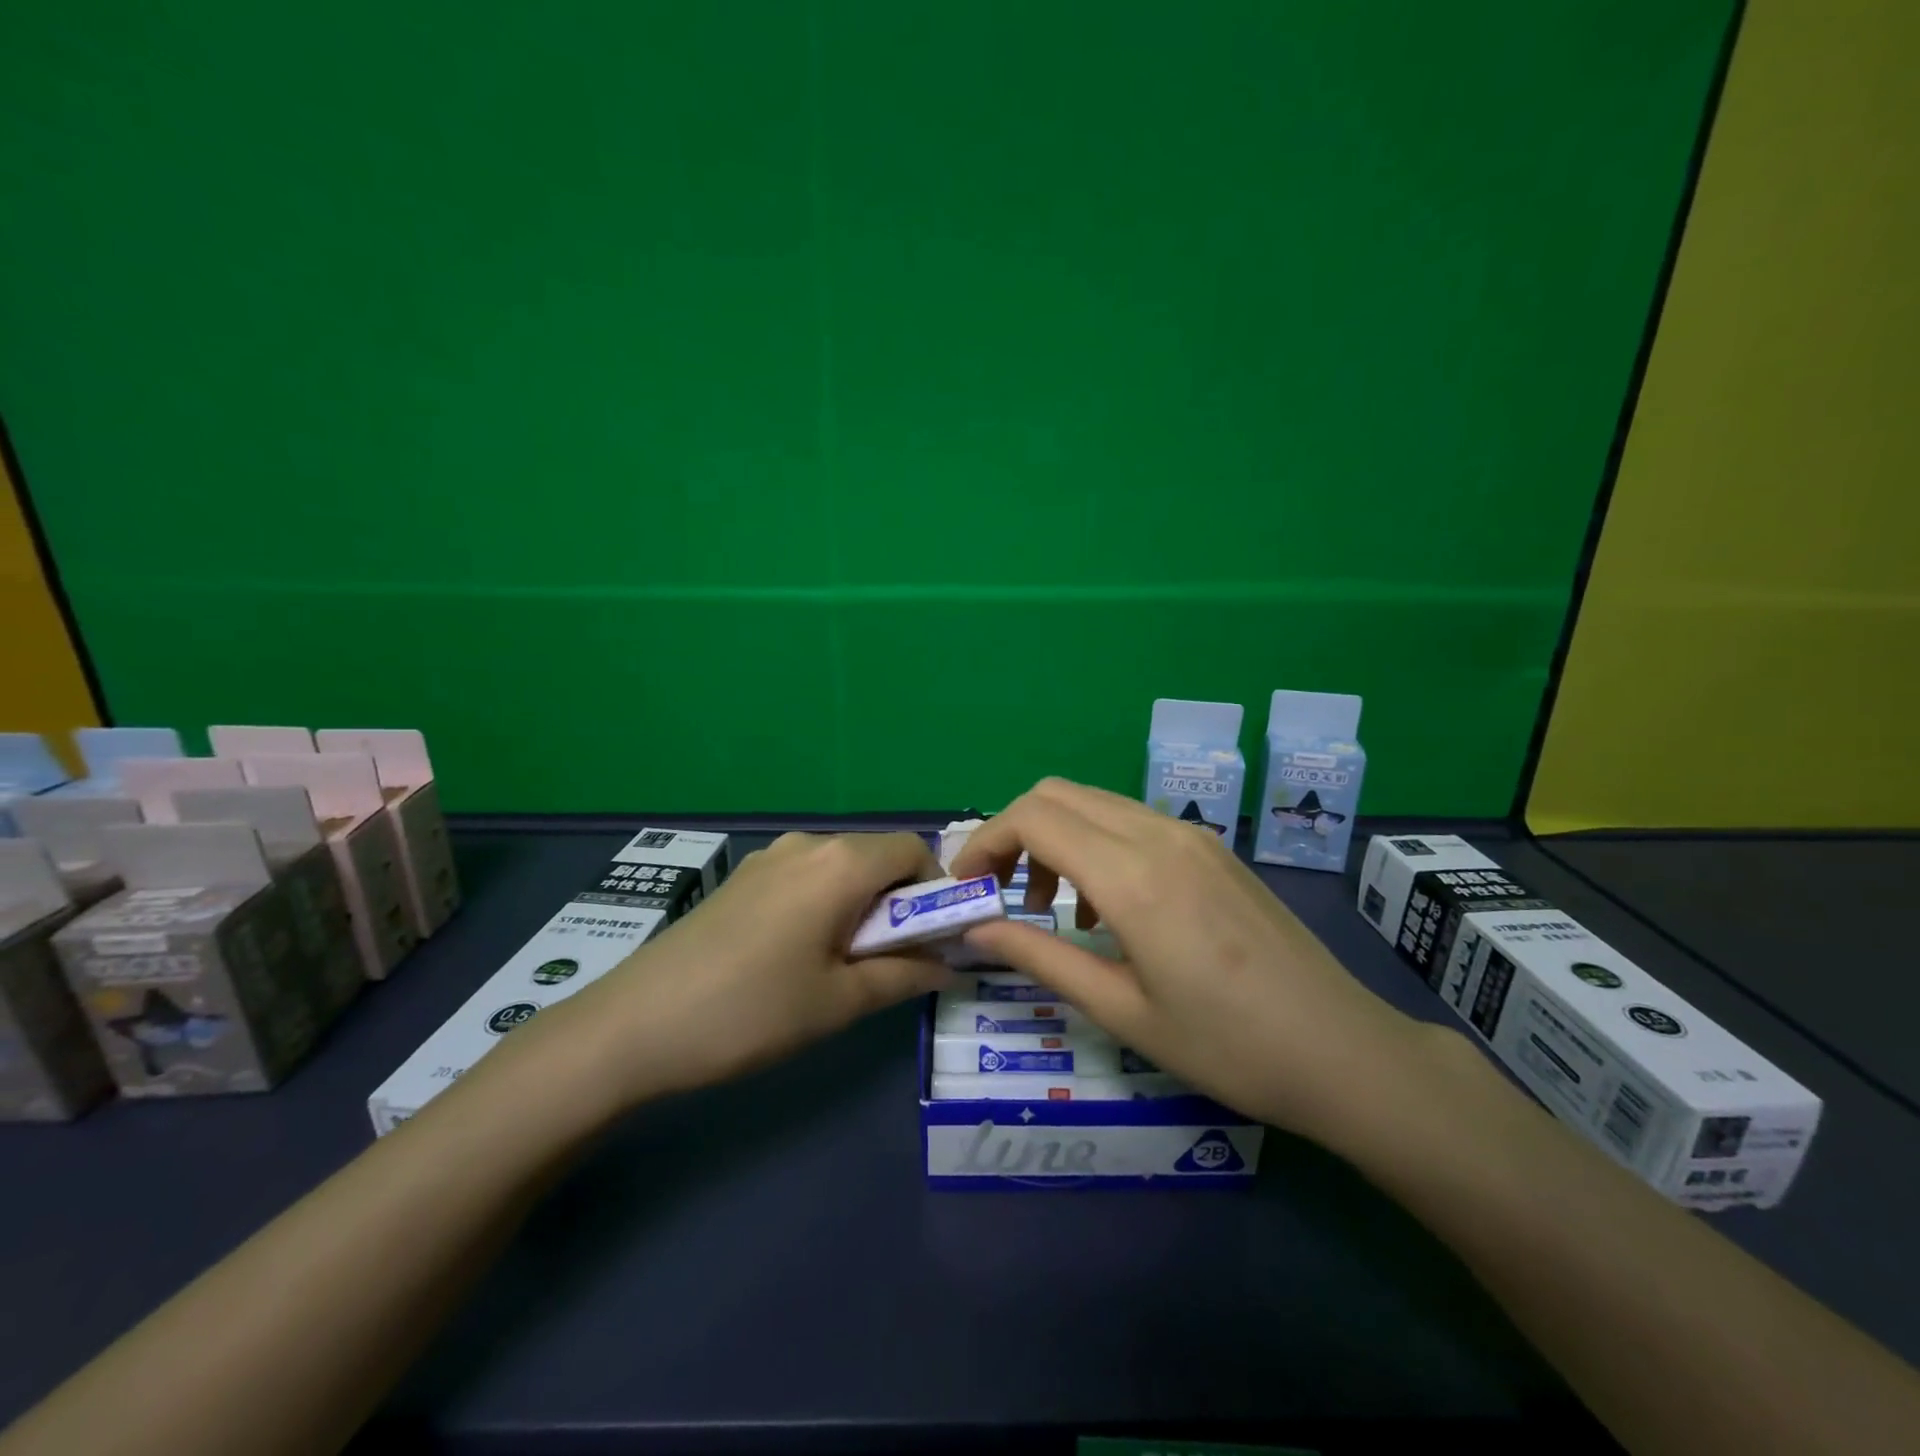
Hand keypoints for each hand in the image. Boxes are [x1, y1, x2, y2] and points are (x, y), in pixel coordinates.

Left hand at [502, 830, 951, 1111]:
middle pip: (879, 857)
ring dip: (861, 905)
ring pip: (842, 868)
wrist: (634, 1024)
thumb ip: (905, 976)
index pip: (916, 851)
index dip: (936, 892)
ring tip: (841, 964)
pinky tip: (798, 954)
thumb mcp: (840, 1002)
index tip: (932, 941)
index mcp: (841, 863)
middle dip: (899, 902)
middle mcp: (808, 843)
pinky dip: (826, 904)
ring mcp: (769, 856)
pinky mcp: (743, 876)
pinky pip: (807, 877)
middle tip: (891, 962)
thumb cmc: (751, 1011)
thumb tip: (950, 965)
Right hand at [952, 778, 1424, 1141]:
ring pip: (1094, 803)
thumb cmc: (1226, 1046)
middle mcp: (1158, 834)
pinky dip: (1095, 844)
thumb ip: (1040, 958)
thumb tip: (977, 930)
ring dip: (1055, 838)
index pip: (1033, 817)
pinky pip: (1131, 820)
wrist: (1342, 1050)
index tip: (967, 886)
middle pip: (1057, 794)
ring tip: (1053, 908)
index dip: (985, 841)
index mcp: (1132, 875)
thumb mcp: (1121, 1010)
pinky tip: (1108, 908)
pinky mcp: (1211, 846)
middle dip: (1014, 833)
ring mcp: (1191, 834)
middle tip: (1002, 893)